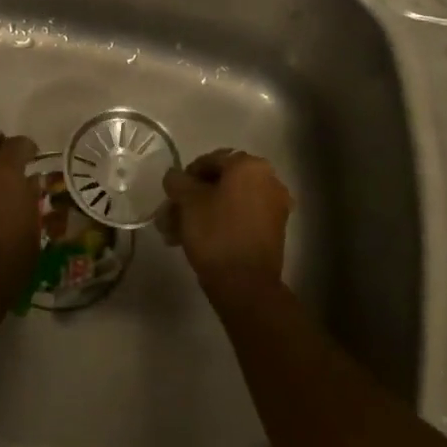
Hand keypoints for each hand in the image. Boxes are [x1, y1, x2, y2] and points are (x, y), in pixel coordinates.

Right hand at [161, 148, 292, 308]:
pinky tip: (197, 241)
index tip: (172, 196)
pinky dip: (220, 224)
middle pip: (220, 183)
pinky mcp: (274, 231)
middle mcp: (268, 180)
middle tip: (171, 217)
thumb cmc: (216, 233)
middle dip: (192, 200)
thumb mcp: (188, 201)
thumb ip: (178, 181)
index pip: (210, 160)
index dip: (186, 177)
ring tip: (177, 234)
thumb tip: (175, 176)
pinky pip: (241, 218)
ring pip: (229, 202)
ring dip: (202, 214)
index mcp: (250, 165)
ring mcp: (274, 207)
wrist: (246, 285)